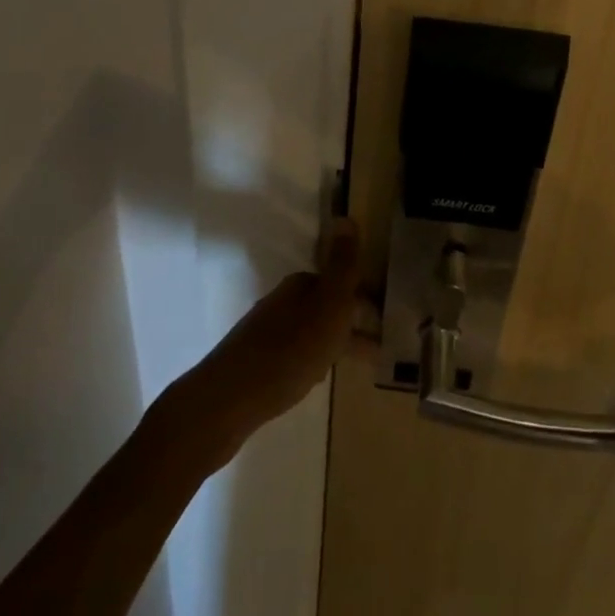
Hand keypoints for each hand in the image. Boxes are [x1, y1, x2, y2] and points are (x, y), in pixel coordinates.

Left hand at [160, 220, 363, 470]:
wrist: (229, 399)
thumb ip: (341, 265)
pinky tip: (316, 378)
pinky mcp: (256, 362)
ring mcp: (266, 331)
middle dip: (350, 319)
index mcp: (300, 286)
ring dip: (333, 340)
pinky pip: (295, 352)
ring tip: (357, 363)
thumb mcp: (327, 305)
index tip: (385, 317)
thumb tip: (346, 216)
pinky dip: (313, 358)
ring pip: (310, 329)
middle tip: (379, 343)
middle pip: (324, 305)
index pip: (338, 282)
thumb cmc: (289, 350)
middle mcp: (282, 302)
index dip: (362, 297)